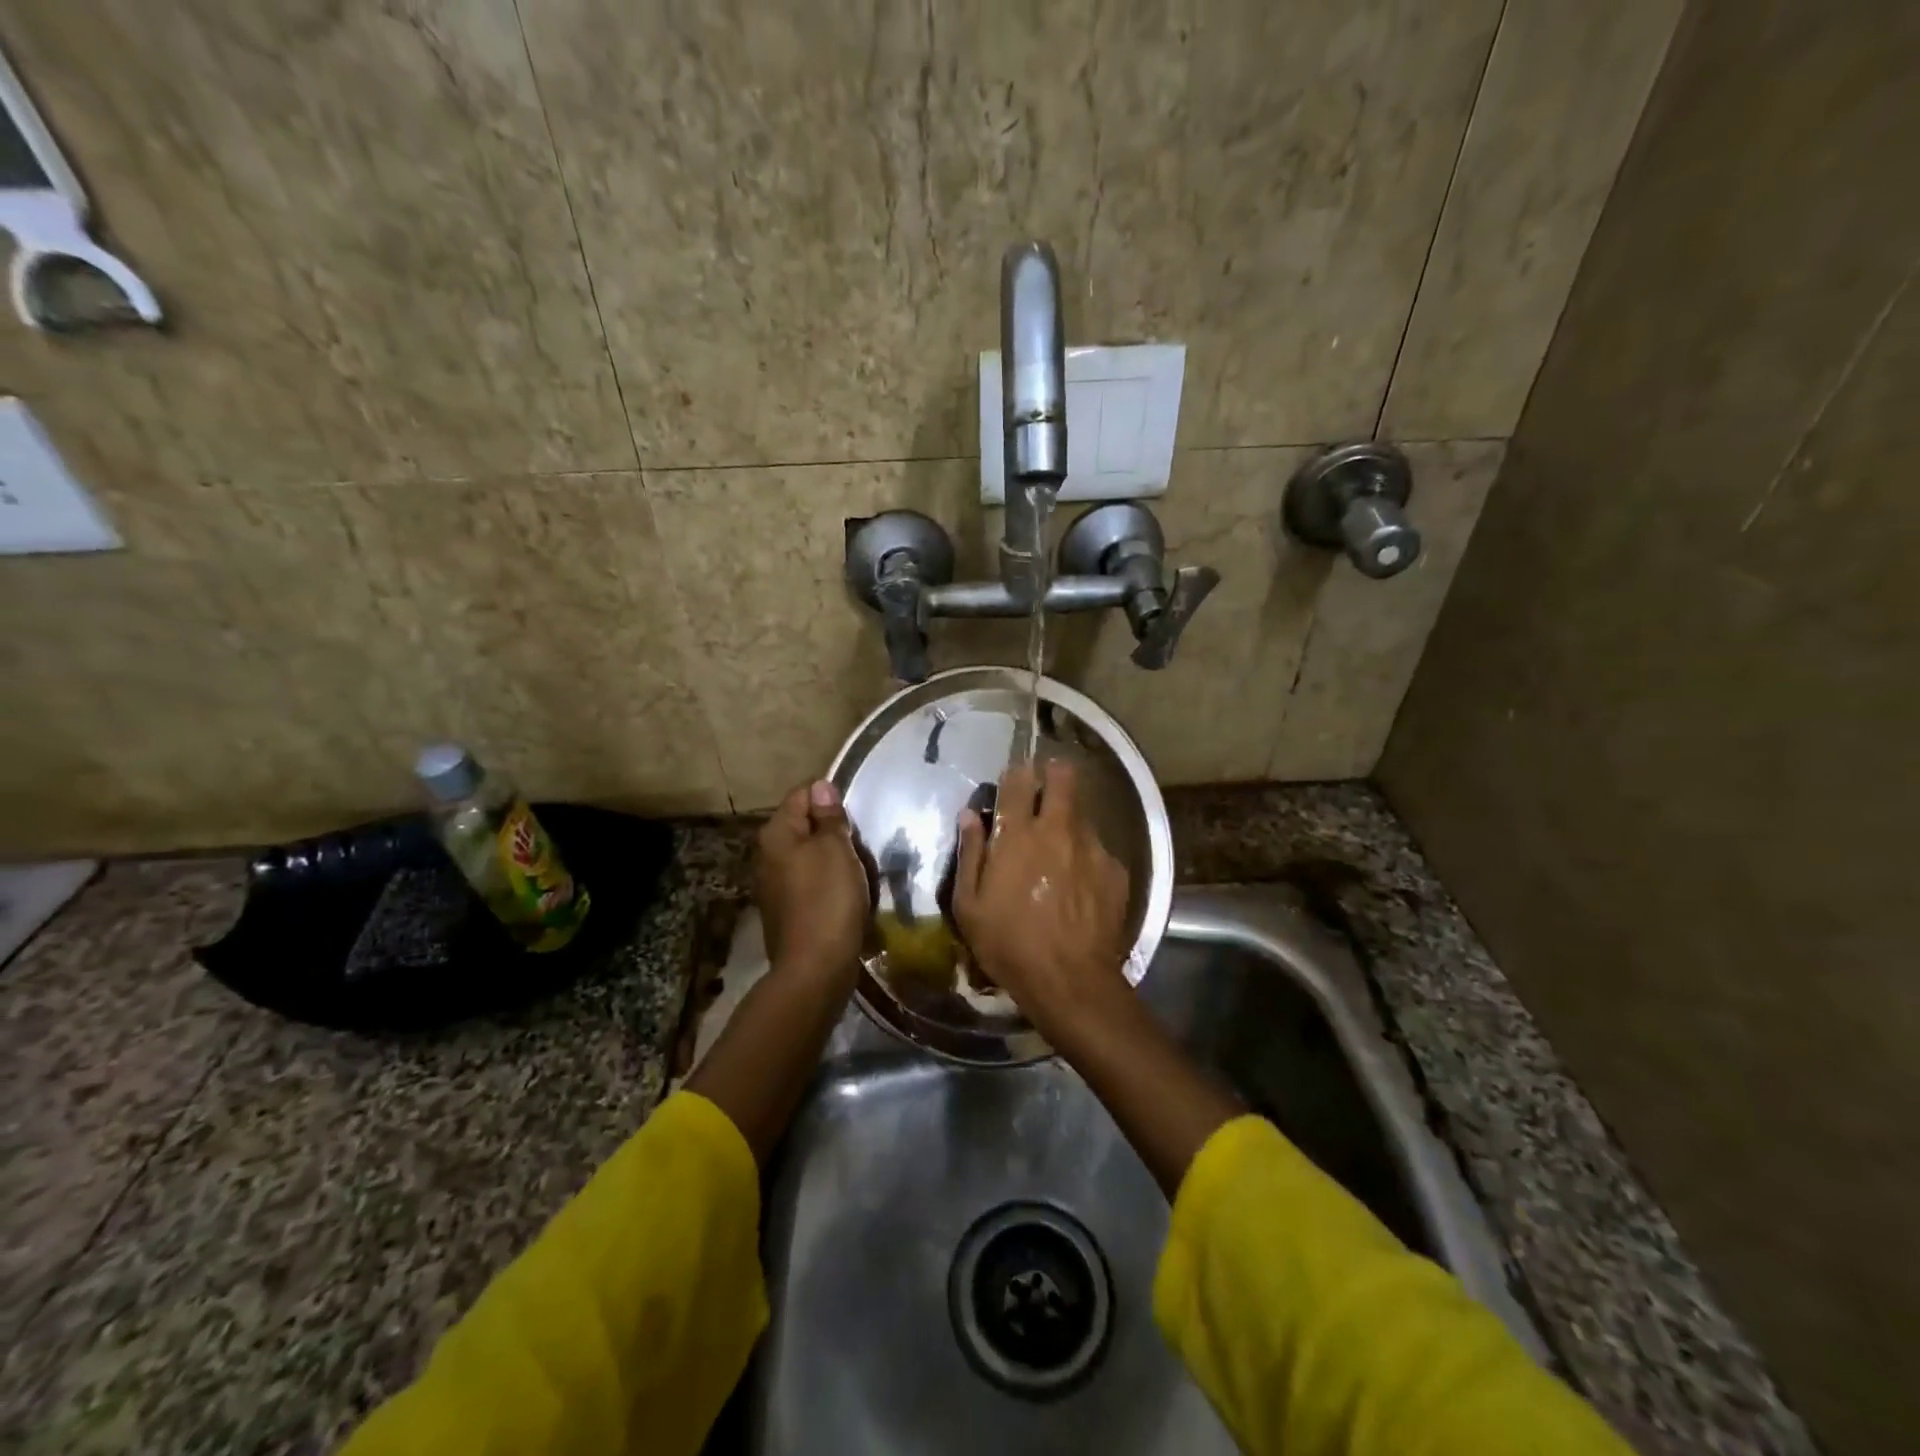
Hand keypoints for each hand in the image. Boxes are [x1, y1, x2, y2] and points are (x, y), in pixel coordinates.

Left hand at [755, 780, 869, 991]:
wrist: (815, 968)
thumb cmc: (828, 899)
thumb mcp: (836, 849)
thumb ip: (829, 816)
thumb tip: (820, 786)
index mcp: (776, 834)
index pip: (802, 794)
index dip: (830, 796)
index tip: (855, 812)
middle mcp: (767, 855)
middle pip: (803, 825)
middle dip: (832, 829)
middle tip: (861, 841)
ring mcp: (773, 884)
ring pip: (808, 854)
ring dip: (832, 856)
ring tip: (858, 867)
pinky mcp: (785, 909)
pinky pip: (809, 881)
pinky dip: (827, 881)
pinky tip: (846, 892)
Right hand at [953, 760, 1132, 1043]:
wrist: (1070, 980)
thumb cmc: (1009, 944)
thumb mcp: (970, 905)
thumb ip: (970, 853)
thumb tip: (970, 815)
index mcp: (1018, 835)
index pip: (1017, 781)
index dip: (1015, 773)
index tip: (1014, 778)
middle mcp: (1057, 830)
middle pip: (1063, 779)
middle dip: (1054, 773)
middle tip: (1046, 785)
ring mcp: (1091, 848)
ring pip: (1082, 813)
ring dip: (1069, 818)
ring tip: (1060, 843)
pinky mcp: (1115, 870)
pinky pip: (1097, 848)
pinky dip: (1086, 854)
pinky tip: (1080, 880)